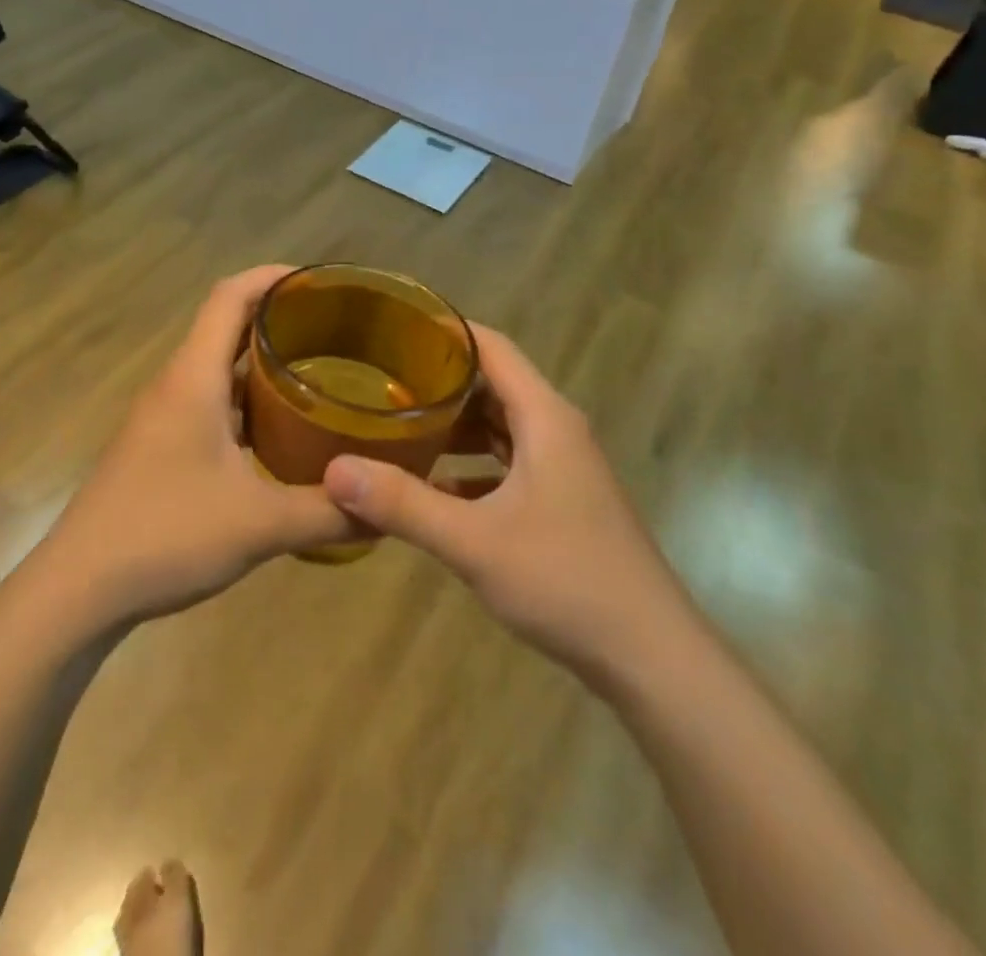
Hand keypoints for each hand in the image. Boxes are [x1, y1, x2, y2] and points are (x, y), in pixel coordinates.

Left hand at [39, 266, 357, 625]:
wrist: (78, 589)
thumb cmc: (166, 535)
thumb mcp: (260, 525)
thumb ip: (329, 512)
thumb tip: (387, 507)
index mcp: (194, 377)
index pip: (231, 295)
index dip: (274, 276)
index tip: (322, 282)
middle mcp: (176, 384)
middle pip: (227, 325)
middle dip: (279, 318)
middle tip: (337, 331)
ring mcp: (164, 416)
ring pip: (219, 368)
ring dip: (263, 363)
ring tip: (319, 375)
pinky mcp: (160, 446)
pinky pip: (210, 402)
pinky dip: (247, 402)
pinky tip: (280, 433)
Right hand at [322, 327, 686, 678]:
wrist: (651, 657)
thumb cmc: (566, 581)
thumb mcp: (475, 541)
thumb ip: (404, 504)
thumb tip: (335, 471)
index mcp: (545, 417)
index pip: (492, 347)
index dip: (446, 331)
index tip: (393, 328)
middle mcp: (556, 430)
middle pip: (492, 384)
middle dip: (438, 380)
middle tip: (378, 379)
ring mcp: (562, 468)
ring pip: (499, 427)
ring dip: (453, 425)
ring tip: (395, 424)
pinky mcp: (560, 501)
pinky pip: (507, 465)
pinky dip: (470, 466)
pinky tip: (432, 487)